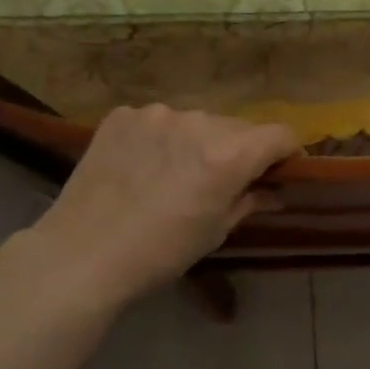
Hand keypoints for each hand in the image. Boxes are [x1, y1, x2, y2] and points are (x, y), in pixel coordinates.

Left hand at [29, 105, 299, 305]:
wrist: (81, 254)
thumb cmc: (160, 252)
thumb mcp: (215, 231)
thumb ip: (250, 201)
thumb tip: (275, 192)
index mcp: (228, 155)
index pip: (280, 135)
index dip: (288, 152)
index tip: (281, 170)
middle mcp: (198, 122)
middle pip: (238, 127)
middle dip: (241, 150)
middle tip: (223, 180)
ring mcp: (156, 114)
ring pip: (197, 122)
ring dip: (199, 142)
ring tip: (176, 173)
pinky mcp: (123, 116)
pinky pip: (158, 121)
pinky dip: (161, 139)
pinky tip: (143, 167)